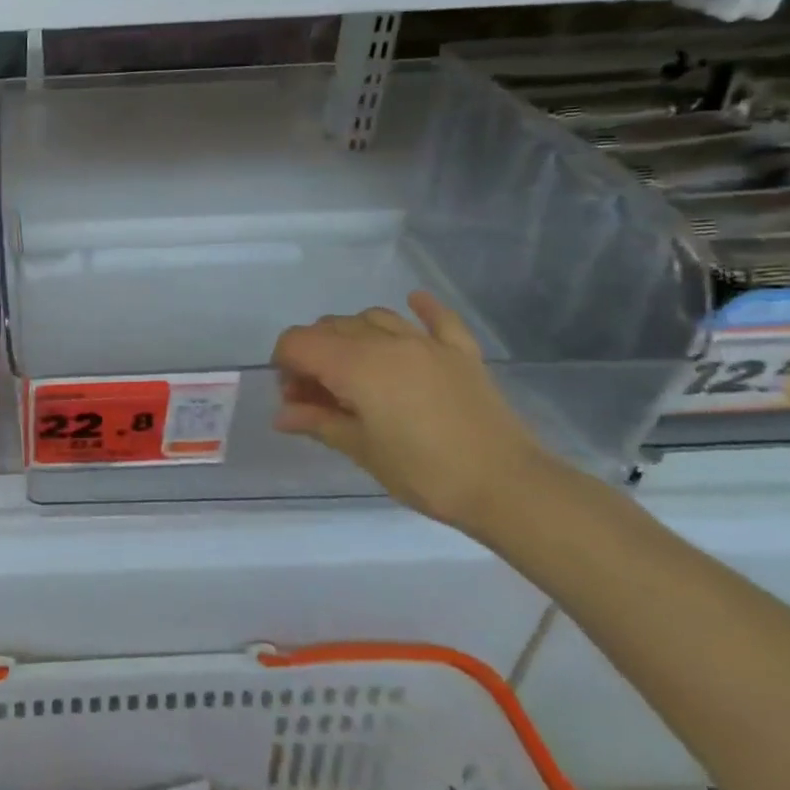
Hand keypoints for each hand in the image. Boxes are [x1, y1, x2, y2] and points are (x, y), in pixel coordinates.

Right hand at [269, 291, 556, 535]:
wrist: (508, 487)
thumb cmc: (424, 472)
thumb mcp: (360, 450)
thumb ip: (317, 422)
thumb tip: (281, 415)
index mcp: (356, 365)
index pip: (299, 342)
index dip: (284, 365)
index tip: (293, 398)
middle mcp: (387, 342)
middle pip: (331, 327)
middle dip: (312, 354)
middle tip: (318, 396)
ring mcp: (428, 344)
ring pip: (373, 317)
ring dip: (351, 335)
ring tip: (353, 368)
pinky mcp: (461, 353)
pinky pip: (438, 319)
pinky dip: (421, 308)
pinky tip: (413, 302)